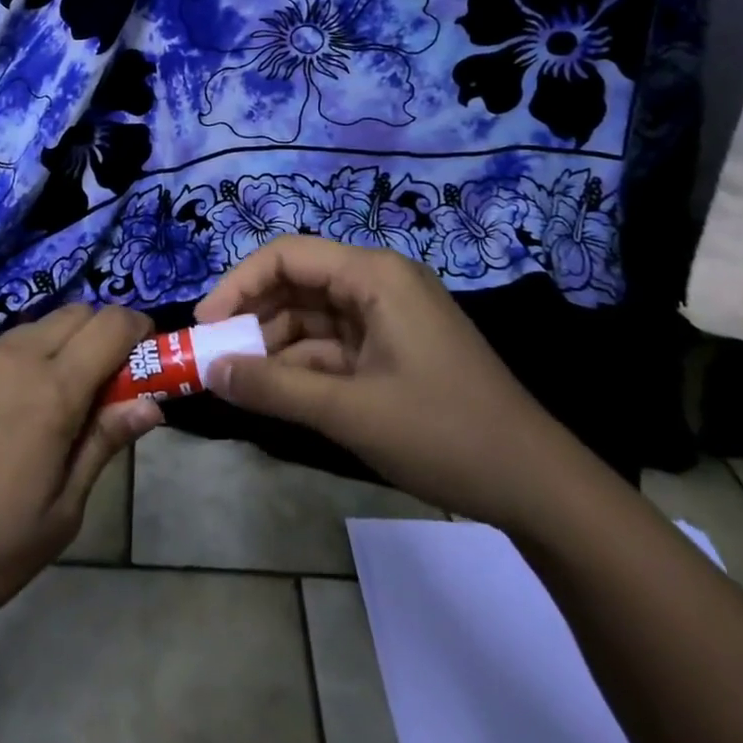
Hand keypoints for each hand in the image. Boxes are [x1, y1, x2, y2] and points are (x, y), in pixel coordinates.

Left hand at [0, 304, 162, 643]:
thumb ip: (104, 444)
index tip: (148, 358)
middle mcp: (12, 356)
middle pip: (76, 313)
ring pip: (34, 328)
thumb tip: (150, 403)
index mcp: (51, 389)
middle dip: (103, 334)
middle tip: (105, 386)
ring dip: (60, 347)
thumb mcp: (59, 514)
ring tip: (51, 406)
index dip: (140, 330)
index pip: (112, 325)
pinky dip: (18, 362)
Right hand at [195, 234, 567, 526]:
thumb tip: (210, 372)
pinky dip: (304, 367)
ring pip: (313, 317)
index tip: (204, 326)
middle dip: (254, 318)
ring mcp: (389, 316)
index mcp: (374, 274)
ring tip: (237, 382)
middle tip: (214, 357)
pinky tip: (276, 394)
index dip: (238, 284)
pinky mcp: (394, 348)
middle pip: (298, 283)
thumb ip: (273, 388)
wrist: (538, 487)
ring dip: (275, 347)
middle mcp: (379, 282)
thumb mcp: (349, 411)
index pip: (287, 255)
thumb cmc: (443, 433)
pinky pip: (334, 346)